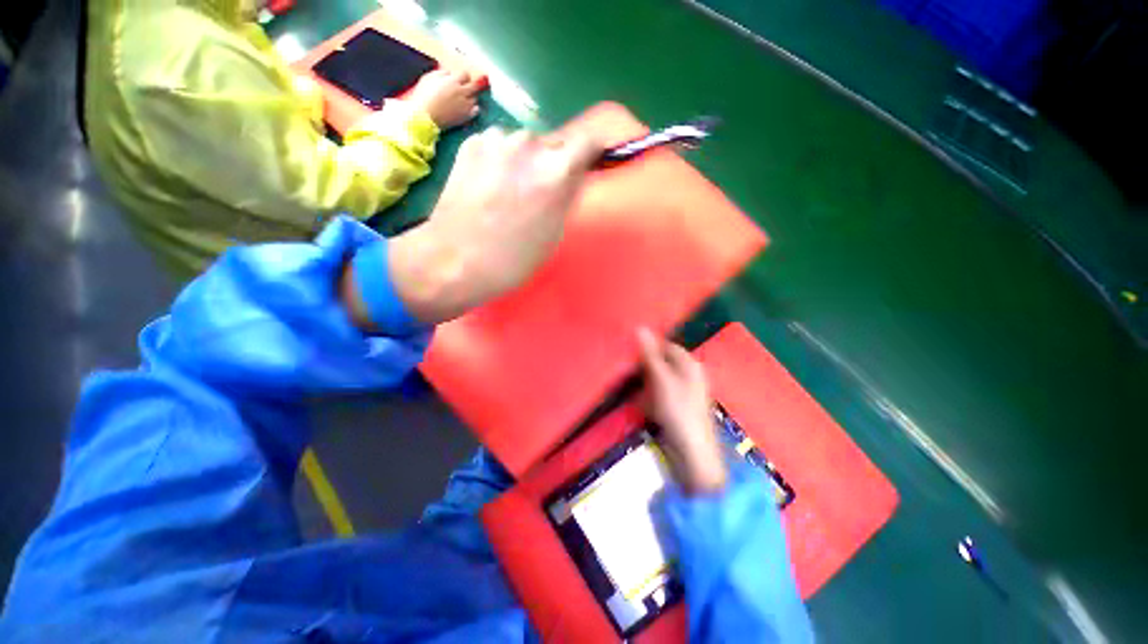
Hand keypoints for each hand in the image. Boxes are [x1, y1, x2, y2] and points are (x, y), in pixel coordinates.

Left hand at [380, 122, 606, 323]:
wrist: (456, 260)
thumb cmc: (514, 258)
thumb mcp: (555, 230)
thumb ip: (569, 194)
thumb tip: (575, 174)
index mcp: (558, 170)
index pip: (590, 142)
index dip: (593, 152)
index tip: (591, 163)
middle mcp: (530, 144)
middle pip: (554, 144)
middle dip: (554, 163)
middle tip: (540, 192)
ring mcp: (497, 139)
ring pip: (524, 145)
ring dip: (524, 161)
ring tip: (508, 192)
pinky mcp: (472, 142)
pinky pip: (498, 146)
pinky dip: (500, 161)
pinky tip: (487, 186)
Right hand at [406, 69, 483, 129]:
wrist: (426, 117)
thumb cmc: (423, 97)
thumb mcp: (429, 79)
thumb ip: (441, 73)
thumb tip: (449, 72)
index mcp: (452, 81)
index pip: (465, 74)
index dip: (462, 76)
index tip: (460, 79)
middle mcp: (462, 92)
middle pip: (474, 85)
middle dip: (470, 85)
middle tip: (465, 88)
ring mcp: (466, 105)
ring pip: (475, 98)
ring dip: (471, 97)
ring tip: (464, 99)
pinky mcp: (467, 116)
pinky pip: (476, 110)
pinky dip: (474, 108)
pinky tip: (468, 108)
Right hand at [638, 328, 726, 493]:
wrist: (692, 452)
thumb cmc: (678, 410)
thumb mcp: (661, 379)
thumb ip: (650, 355)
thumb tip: (640, 327)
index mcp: (689, 365)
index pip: (666, 346)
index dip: (649, 348)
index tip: (630, 353)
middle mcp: (689, 375)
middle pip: (662, 363)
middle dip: (645, 368)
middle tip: (629, 373)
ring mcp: (684, 392)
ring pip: (659, 380)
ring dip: (645, 385)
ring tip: (636, 392)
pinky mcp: (678, 407)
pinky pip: (660, 396)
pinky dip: (650, 399)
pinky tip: (644, 407)